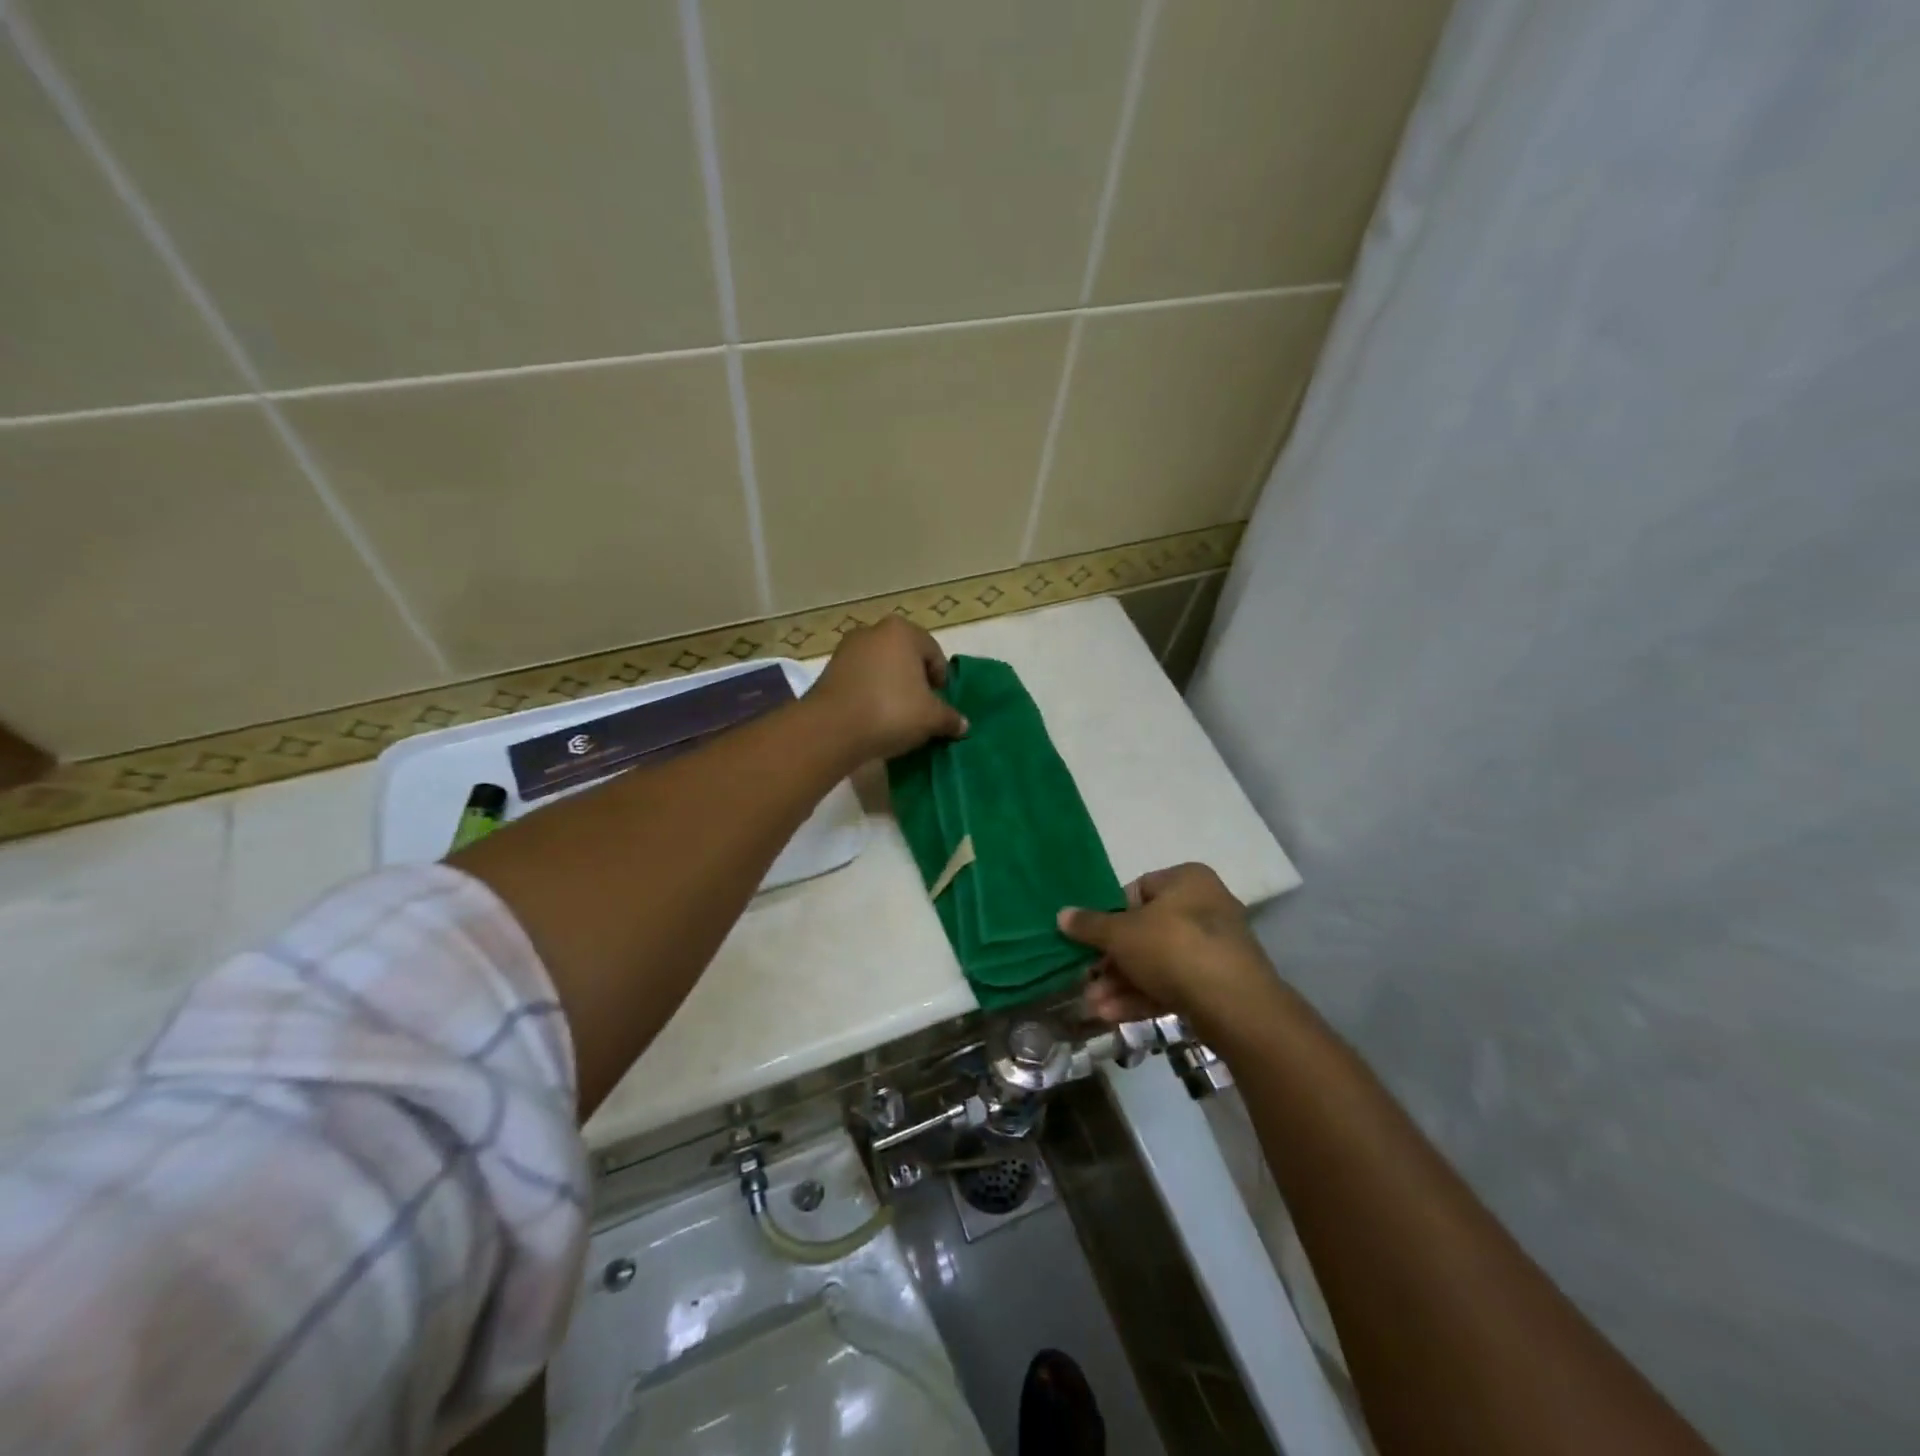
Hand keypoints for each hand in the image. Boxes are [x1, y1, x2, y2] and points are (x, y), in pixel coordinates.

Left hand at [808, 618, 967, 760]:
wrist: (832, 729)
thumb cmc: (891, 711)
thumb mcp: (931, 718)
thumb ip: (950, 718)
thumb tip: (963, 725)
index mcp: (902, 631)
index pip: (934, 653)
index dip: (941, 681)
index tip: (940, 705)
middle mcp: (873, 632)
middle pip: (906, 658)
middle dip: (916, 682)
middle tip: (921, 710)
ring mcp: (847, 650)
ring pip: (881, 669)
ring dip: (892, 688)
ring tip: (897, 717)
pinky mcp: (828, 671)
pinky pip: (861, 680)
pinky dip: (870, 694)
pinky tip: (874, 718)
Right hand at [1058, 863, 1275, 1025]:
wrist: (1234, 1005)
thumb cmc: (1173, 948)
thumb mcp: (1121, 934)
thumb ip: (1090, 925)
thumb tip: (1062, 914)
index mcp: (1186, 880)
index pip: (1138, 890)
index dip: (1110, 915)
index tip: (1091, 937)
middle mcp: (1205, 907)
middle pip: (1145, 931)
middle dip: (1112, 960)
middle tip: (1087, 978)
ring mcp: (1214, 949)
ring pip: (1157, 963)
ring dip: (1121, 984)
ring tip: (1093, 1004)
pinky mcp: (1218, 985)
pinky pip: (1174, 985)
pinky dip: (1143, 997)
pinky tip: (1112, 1016)